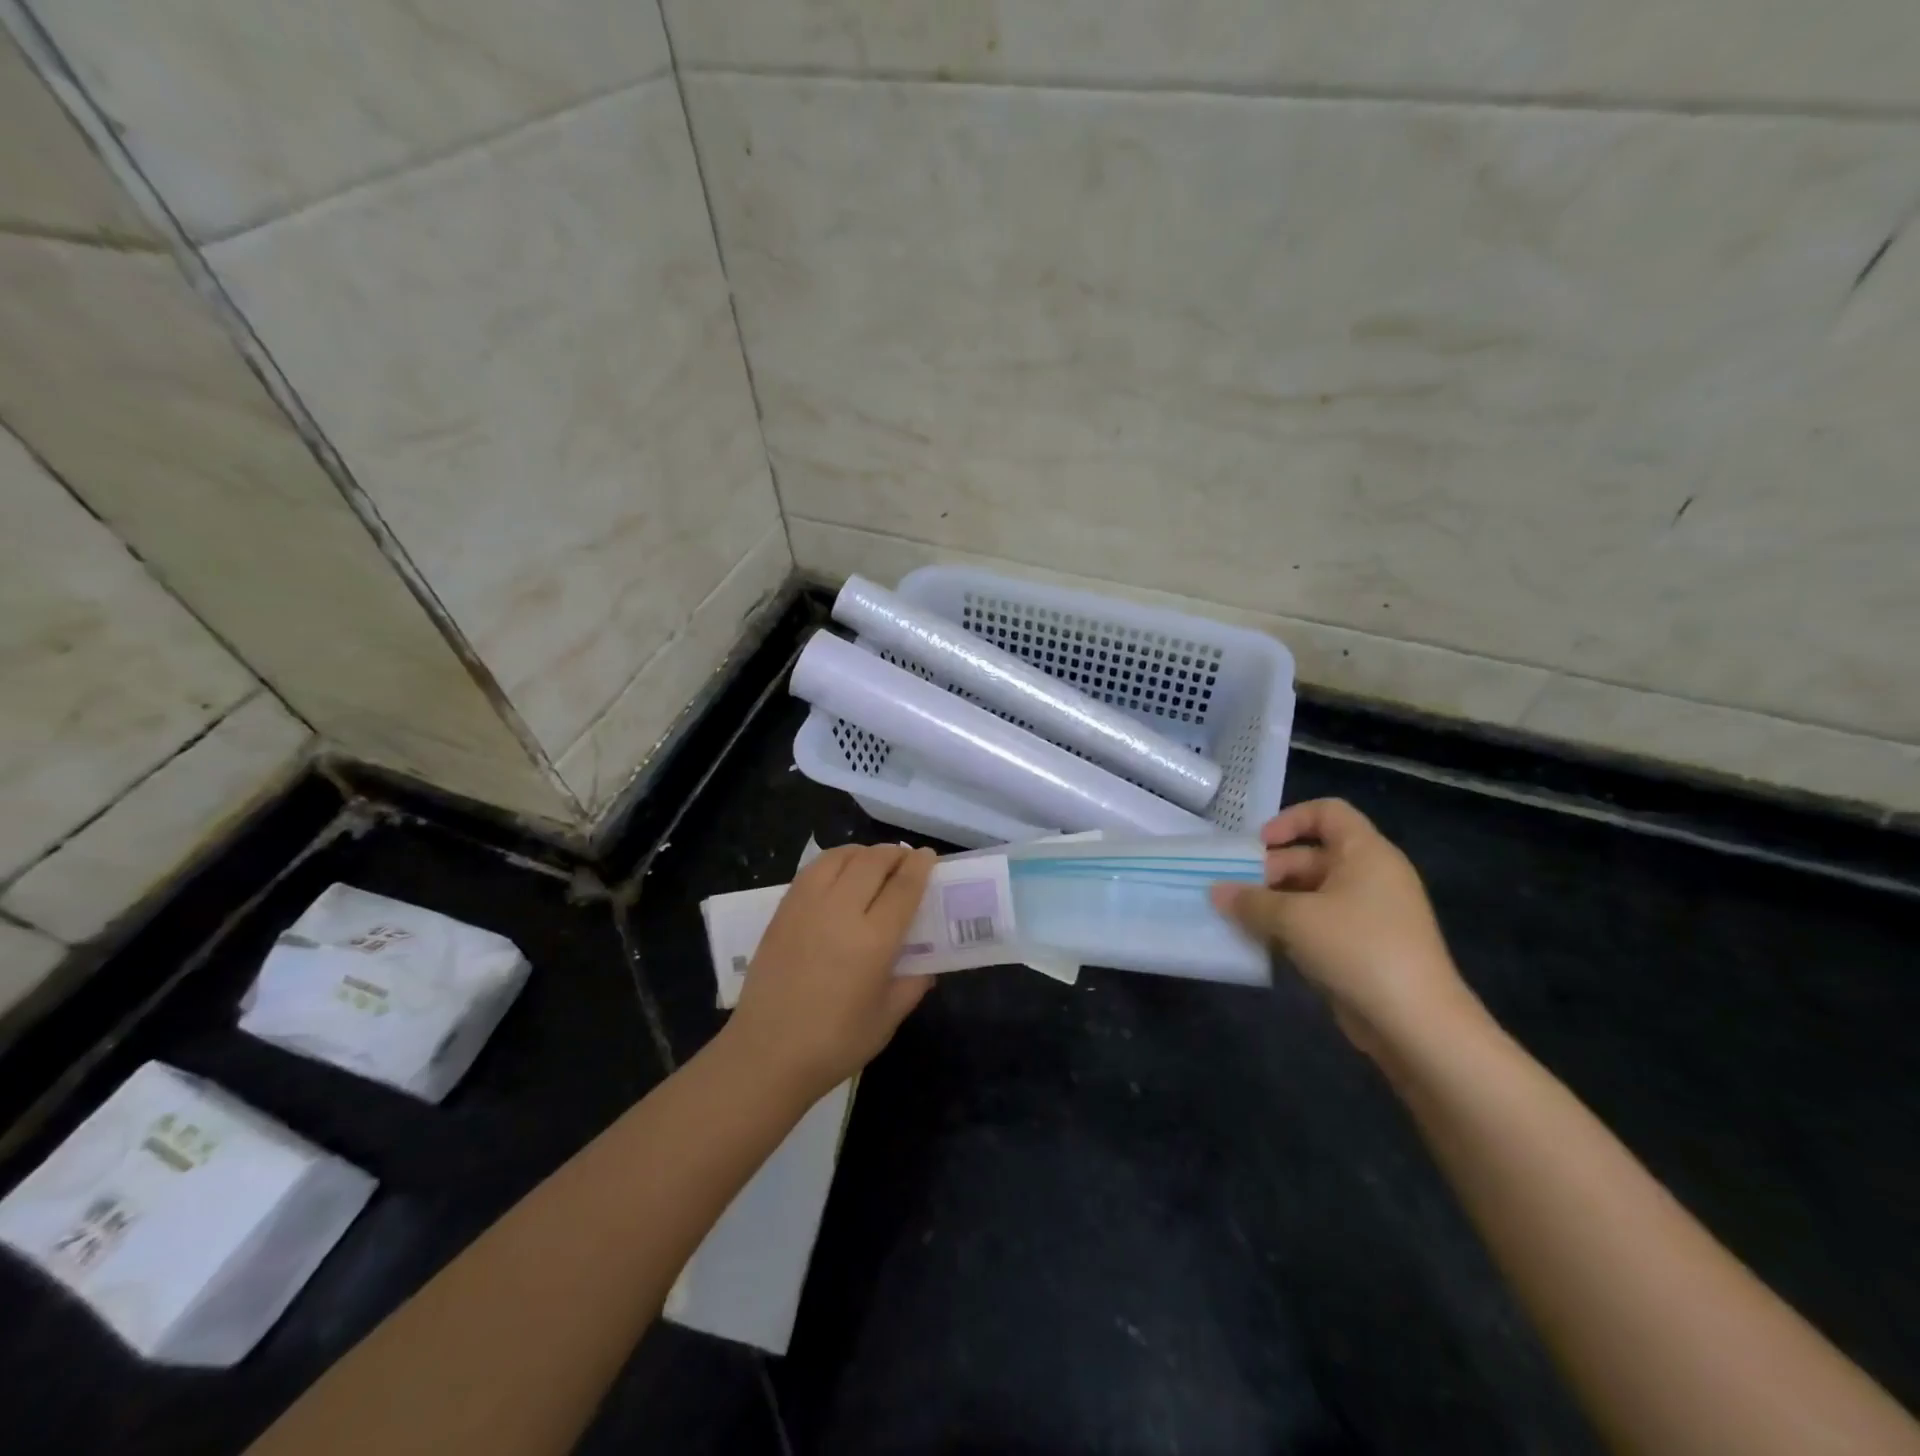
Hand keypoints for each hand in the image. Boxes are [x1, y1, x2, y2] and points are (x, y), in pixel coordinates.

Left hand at [726, 843, 938, 1098]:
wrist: (766, 1055)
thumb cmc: (834, 1044)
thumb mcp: (887, 1019)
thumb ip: (912, 985)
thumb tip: (925, 965)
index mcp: (873, 940)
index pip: (904, 886)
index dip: (921, 866)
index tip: (930, 857)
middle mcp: (840, 912)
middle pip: (872, 862)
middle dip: (895, 854)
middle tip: (906, 860)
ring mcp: (806, 907)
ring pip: (839, 858)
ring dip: (863, 852)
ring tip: (873, 862)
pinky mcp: (782, 912)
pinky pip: (812, 871)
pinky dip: (833, 861)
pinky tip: (839, 874)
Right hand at [1210, 799, 1473, 1052]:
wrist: (1417, 1024)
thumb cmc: (1357, 949)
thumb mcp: (1295, 919)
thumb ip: (1250, 901)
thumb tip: (1215, 891)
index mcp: (1365, 853)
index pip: (1328, 812)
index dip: (1290, 820)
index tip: (1258, 846)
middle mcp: (1370, 876)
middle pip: (1311, 856)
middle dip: (1269, 871)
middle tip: (1234, 893)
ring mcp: (1369, 914)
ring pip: (1311, 894)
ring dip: (1274, 903)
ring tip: (1239, 919)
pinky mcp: (1363, 948)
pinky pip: (1319, 924)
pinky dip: (1290, 929)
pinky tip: (1262, 944)